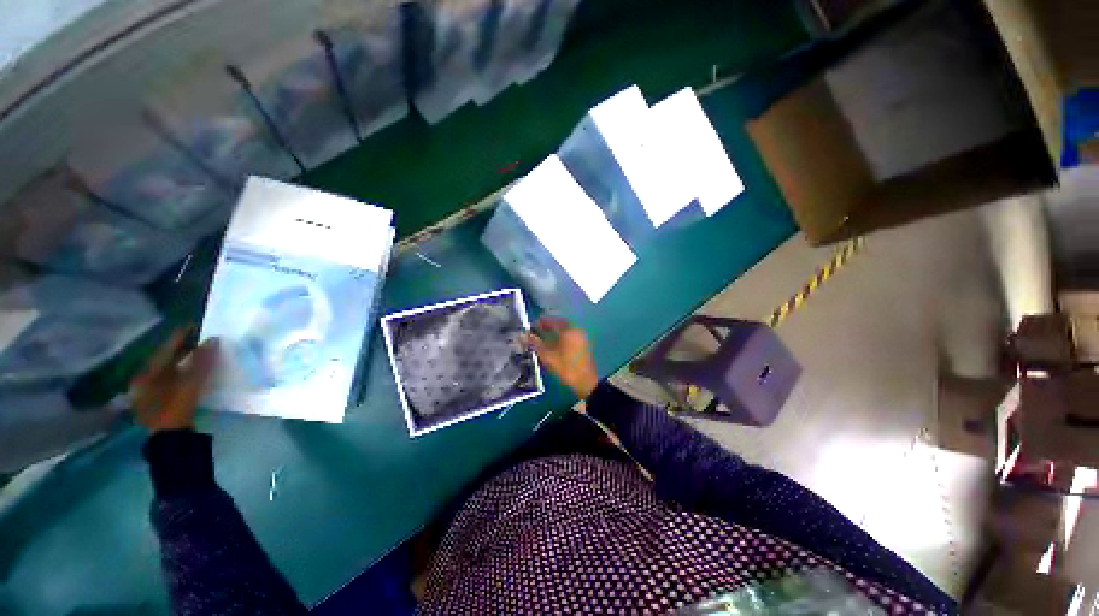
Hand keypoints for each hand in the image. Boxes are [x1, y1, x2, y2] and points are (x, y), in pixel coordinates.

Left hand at [131, 329, 219, 432]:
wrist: (170, 442)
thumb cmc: (174, 410)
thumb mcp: (189, 385)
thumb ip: (201, 362)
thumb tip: (214, 339)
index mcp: (146, 375)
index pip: (165, 350)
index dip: (180, 337)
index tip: (195, 325)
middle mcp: (144, 381)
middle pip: (166, 360)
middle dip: (184, 349)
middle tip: (202, 339)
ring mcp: (151, 393)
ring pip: (171, 371)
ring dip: (187, 362)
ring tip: (203, 354)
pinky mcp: (161, 402)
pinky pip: (174, 380)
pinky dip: (186, 373)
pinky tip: (197, 372)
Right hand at [525, 317, 597, 398]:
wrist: (585, 381)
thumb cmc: (565, 367)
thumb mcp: (547, 356)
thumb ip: (535, 343)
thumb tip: (523, 335)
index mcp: (567, 329)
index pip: (550, 321)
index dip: (538, 324)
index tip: (529, 329)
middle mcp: (575, 329)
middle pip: (557, 324)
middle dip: (545, 328)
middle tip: (535, 335)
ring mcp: (580, 336)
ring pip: (563, 329)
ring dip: (552, 332)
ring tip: (542, 340)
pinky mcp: (582, 343)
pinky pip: (569, 335)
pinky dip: (560, 337)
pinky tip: (553, 345)